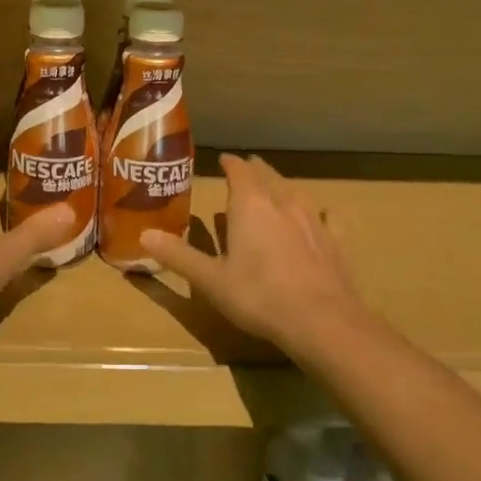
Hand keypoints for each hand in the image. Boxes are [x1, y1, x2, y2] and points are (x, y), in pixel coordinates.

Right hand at [141, 155, 375, 352]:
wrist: (321, 321)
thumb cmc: (258, 296)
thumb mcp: (210, 279)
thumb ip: (178, 256)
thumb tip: (144, 234)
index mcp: (249, 206)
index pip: (238, 171)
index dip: (230, 164)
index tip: (223, 160)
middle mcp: (282, 202)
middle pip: (268, 175)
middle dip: (255, 171)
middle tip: (246, 170)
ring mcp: (313, 220)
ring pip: (296, 191)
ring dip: (283, 187)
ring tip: (277, 188)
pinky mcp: (336, 241)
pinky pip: (328, 217)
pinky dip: (320, 213)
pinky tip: (322, 216)